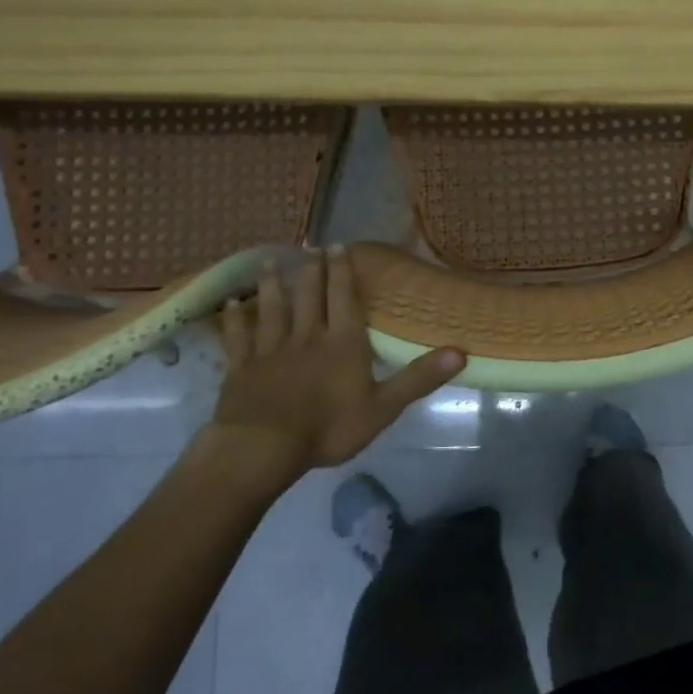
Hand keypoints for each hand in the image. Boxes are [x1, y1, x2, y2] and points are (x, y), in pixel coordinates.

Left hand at [208, 246, 464, 490]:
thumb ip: (419, 378)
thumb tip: (460, 352)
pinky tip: (232, 304)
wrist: (264, 447)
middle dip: (313, 271)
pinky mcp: (242, 367)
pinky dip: (235, 318)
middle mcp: (307, 336)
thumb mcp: (384, 406)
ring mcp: (271, 349)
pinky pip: (238, 336)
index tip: (339, 246)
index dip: (343, 272)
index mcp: (343, 343)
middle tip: (311, 247)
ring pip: (273, 309)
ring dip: (274, 285)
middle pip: (310, 296)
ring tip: (272, 263)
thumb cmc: (329, 427)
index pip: (344, 299)